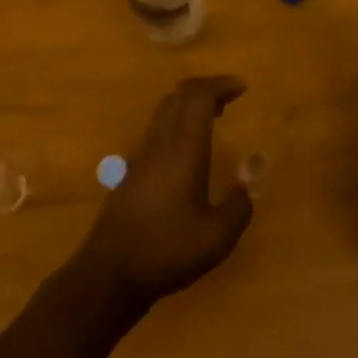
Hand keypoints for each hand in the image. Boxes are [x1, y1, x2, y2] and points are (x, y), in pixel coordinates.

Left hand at [71, 76, 254, 313]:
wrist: (110, 273)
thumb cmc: (167, 251)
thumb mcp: (216, 238)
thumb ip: (238, 207)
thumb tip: (247, 185)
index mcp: (183, 147)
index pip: (198, 95)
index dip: (221, 84)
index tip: (242, 87)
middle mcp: (161, 141)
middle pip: (180, 94)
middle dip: (207, 89)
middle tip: (229, 100)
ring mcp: (142, 153)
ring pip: (166, 109)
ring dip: (190, 104)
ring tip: (213, 118)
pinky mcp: (132, 169)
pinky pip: (158, 127)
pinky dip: (178, 121)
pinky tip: (188, 149)